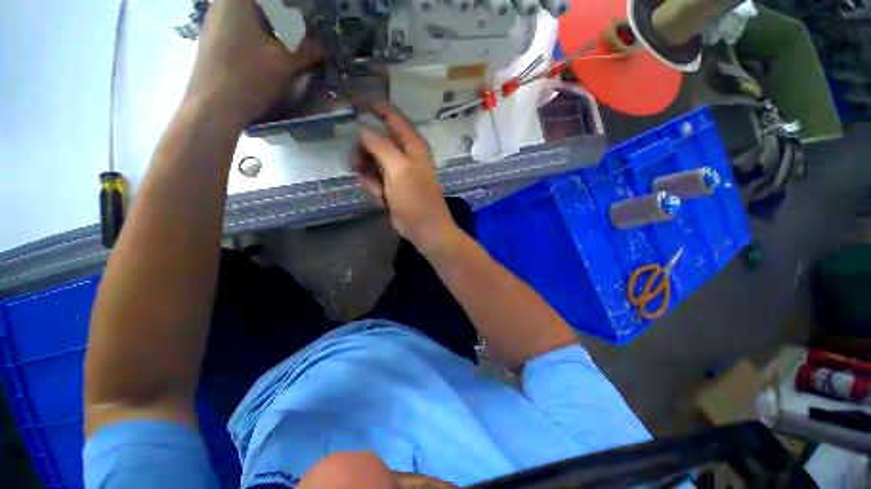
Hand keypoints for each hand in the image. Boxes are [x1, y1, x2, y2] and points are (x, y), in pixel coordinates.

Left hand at [184, 0, 321, 125]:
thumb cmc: (249, 75)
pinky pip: (241, 32)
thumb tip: (323, 47)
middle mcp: (222, 5)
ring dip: (272, 30)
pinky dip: (259, 40)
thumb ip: (306, 50)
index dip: (290, 11)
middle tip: (301, 35)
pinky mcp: (213, 43)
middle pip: (259, 8)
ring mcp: (214, 24)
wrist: (213, 106)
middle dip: (283, 19)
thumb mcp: (285, 62)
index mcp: (237, 1)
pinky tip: (269, 57)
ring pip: (250, 20)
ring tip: (289, 47)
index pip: (273, 2)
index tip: (304, 20)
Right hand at [354, 103, 458, 253]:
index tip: (353, 102)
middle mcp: (405, 155)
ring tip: (378, 191)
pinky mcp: (392, 187)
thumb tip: (363, 130)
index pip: (392, 117)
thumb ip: (380, 146)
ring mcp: (398, 172)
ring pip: (371, 162)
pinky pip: (374, 179)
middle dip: (364, 153)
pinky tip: (382, 200)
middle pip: (376, 141)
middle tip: (355, 165)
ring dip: (369, 177)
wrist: (423, 228)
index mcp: (412, 145)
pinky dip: (375, 189)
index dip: (375, 108)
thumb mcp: (398, 169)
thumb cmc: (415, 197)